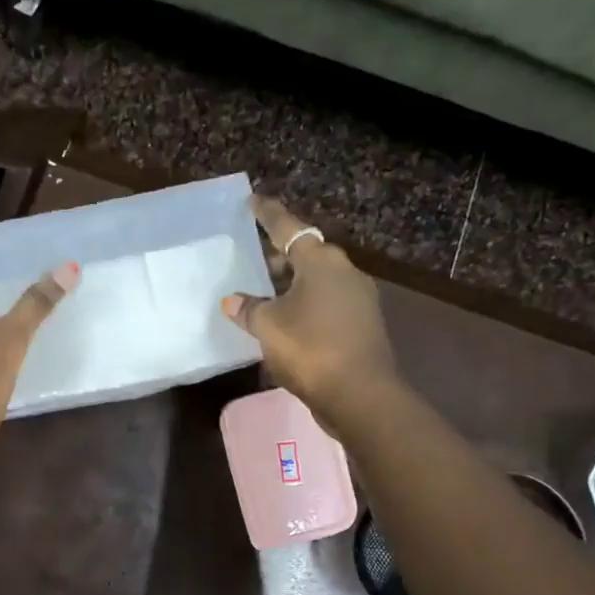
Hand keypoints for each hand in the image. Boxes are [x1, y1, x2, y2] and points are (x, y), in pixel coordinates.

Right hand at [222, 197, 398, 429]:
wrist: (360, 393)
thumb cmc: (310, 348)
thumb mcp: (268, 327)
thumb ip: (249, 309)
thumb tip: (232, 300)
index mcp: (320, 261)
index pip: (288, 227)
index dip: (267, 215)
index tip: (253, 201)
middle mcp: (344, 271)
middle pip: (306, 254)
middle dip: (279, 256)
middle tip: (253, 261)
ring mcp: (358, 298)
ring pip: (317, 281)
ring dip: (292, 285)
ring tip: (265, 296)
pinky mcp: (362, 324)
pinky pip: (326, 304)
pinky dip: (305, 306)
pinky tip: (287, 322)